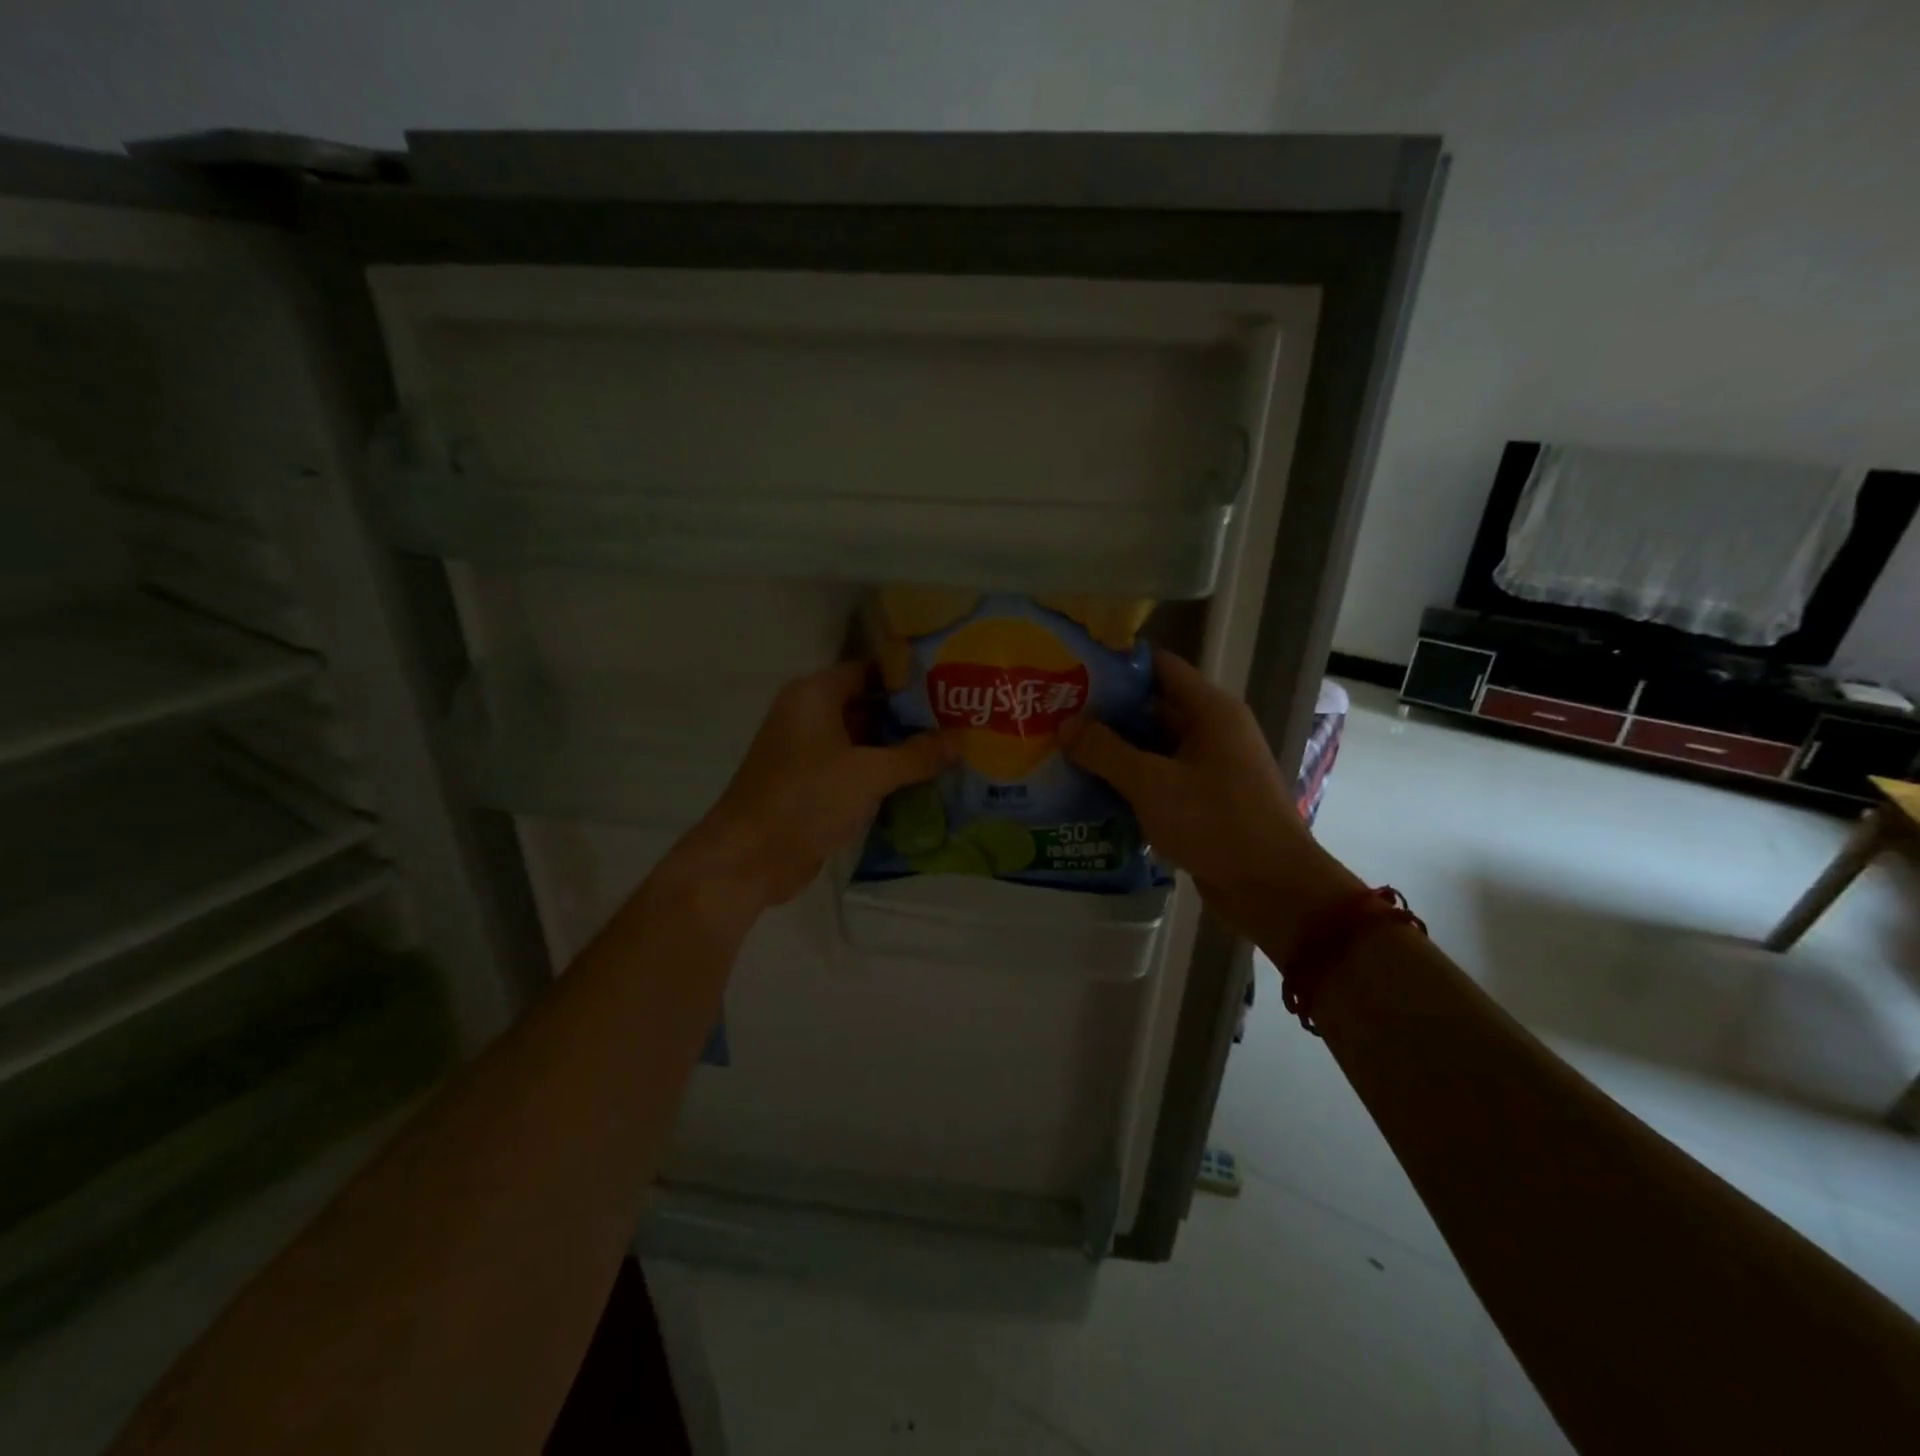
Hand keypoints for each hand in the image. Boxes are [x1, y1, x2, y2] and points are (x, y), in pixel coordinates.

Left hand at [666, 661, 957, 911]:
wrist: (749, 859)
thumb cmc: (805, 799)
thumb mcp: (868, 773)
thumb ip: (917, 754)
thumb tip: (962, 739)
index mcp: (814, 695)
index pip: (870, 671)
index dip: (910, 677)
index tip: (952, 685)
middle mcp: (810, 716)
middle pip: (869, 706)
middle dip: (912, 716)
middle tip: (962, 720)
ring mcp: (810, 753)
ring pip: (864, 741)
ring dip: (901, 749)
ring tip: (954, 749)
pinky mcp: (813, 786)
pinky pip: (856, 770)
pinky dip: (885, 775)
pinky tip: (925, 781)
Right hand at [1060, 649, 1358, 945]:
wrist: (1272, 889)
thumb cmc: (1216, 823)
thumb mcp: (1152, 784)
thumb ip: (1105, 751)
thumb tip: (1066, 725)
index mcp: (1210, 711)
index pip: (1158, 667)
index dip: (1116, 665)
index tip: (1071, 669)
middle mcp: (1212, 731)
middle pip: (1151, 707)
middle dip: (1105, 712)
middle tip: (1055, 714)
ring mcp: (1210, 767)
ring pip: (1152, 747)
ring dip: (1113, 750)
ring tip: (1062, 749)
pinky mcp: (1204, 800)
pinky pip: (1160, 779)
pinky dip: (1129, 781)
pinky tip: (1089, 789)